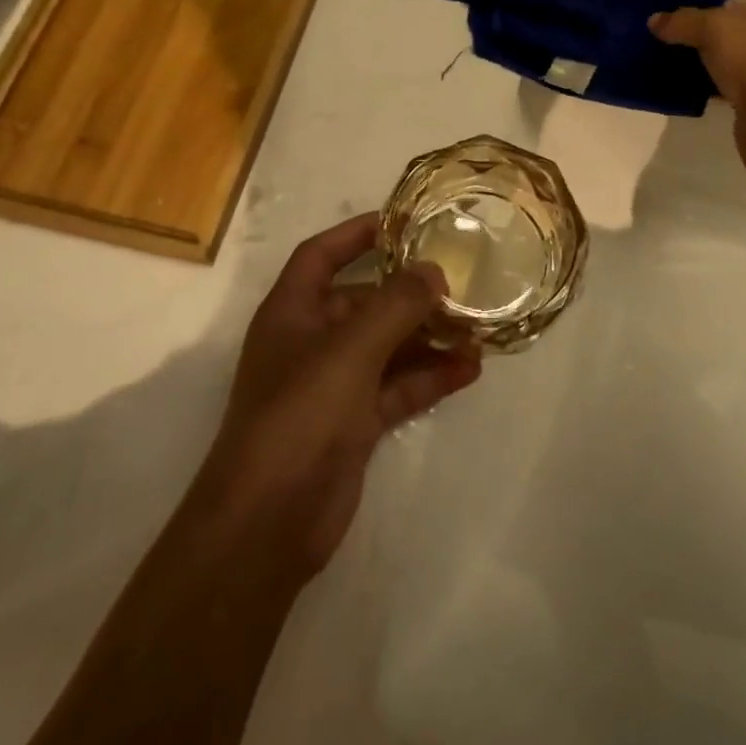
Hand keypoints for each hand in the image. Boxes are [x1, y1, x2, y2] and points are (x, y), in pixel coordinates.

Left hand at [196, 212, 482, 579]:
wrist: (268, 522)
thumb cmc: (300, 415)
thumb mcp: (351, 349)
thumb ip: (396, 304)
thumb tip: (434, 271)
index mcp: (292, 312)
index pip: (321, 255)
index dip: (356, 234)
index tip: (403, 221)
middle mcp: (311, 342)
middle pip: (364, 302)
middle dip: (410, 294)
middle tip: (461, 284)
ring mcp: (333, 385)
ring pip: (388, 348)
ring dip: (428, 338)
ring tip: (477, 331)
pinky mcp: (354, 424)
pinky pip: (398, 388)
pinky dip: (430, 377)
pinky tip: (470, 370)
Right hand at [651, 0, 745, 175]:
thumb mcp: (714, 28)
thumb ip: (684, 21)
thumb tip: (655, 20)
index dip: (723, 8)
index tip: (693, 19)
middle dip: (718, 40)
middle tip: (683, 43)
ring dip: (720, 69)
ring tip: (684, 69)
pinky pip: (744, 95)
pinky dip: (724, 94)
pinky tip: (699, 95)